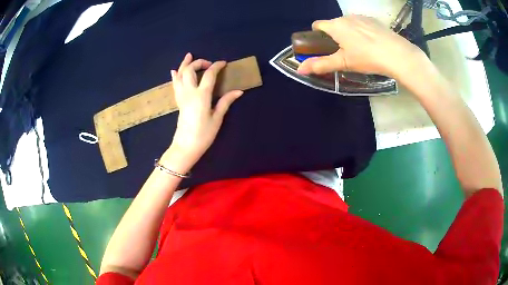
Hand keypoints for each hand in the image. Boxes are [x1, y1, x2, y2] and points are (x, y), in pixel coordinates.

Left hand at [162, 53, 242, 172]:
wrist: (185, 146)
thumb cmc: (203, 134)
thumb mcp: (217, 118)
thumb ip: (226, 102)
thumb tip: (239, 91)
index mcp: (201, 95)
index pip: (209, 74)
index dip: (217, 66)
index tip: (224, 63)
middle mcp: (189, 92)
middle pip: (190, 70)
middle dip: (199, 62)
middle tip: (209, 64)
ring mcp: (182, 96)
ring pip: (180, 75)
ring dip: (185, 64)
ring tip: (189, 56)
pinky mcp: (178, 101)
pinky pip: (175, 85)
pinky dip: (175, 76)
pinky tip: (175, 70)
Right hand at [297, 15, 428, 79]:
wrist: (397, 54)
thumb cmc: (367, 58)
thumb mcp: (343, 63)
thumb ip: (321, 65)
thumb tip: (299, 70)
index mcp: (335, 26)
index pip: (317, 25)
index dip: (317, 35)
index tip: (324, 47)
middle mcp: (345, 17)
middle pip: (333, 24)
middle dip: (334, 36)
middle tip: (344, 52)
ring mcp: (361, 17)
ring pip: (348, 23)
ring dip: (348, 33)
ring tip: (360, 48)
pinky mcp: (373, 20)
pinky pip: (361, 23)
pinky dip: (361, 31)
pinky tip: (371, 43)